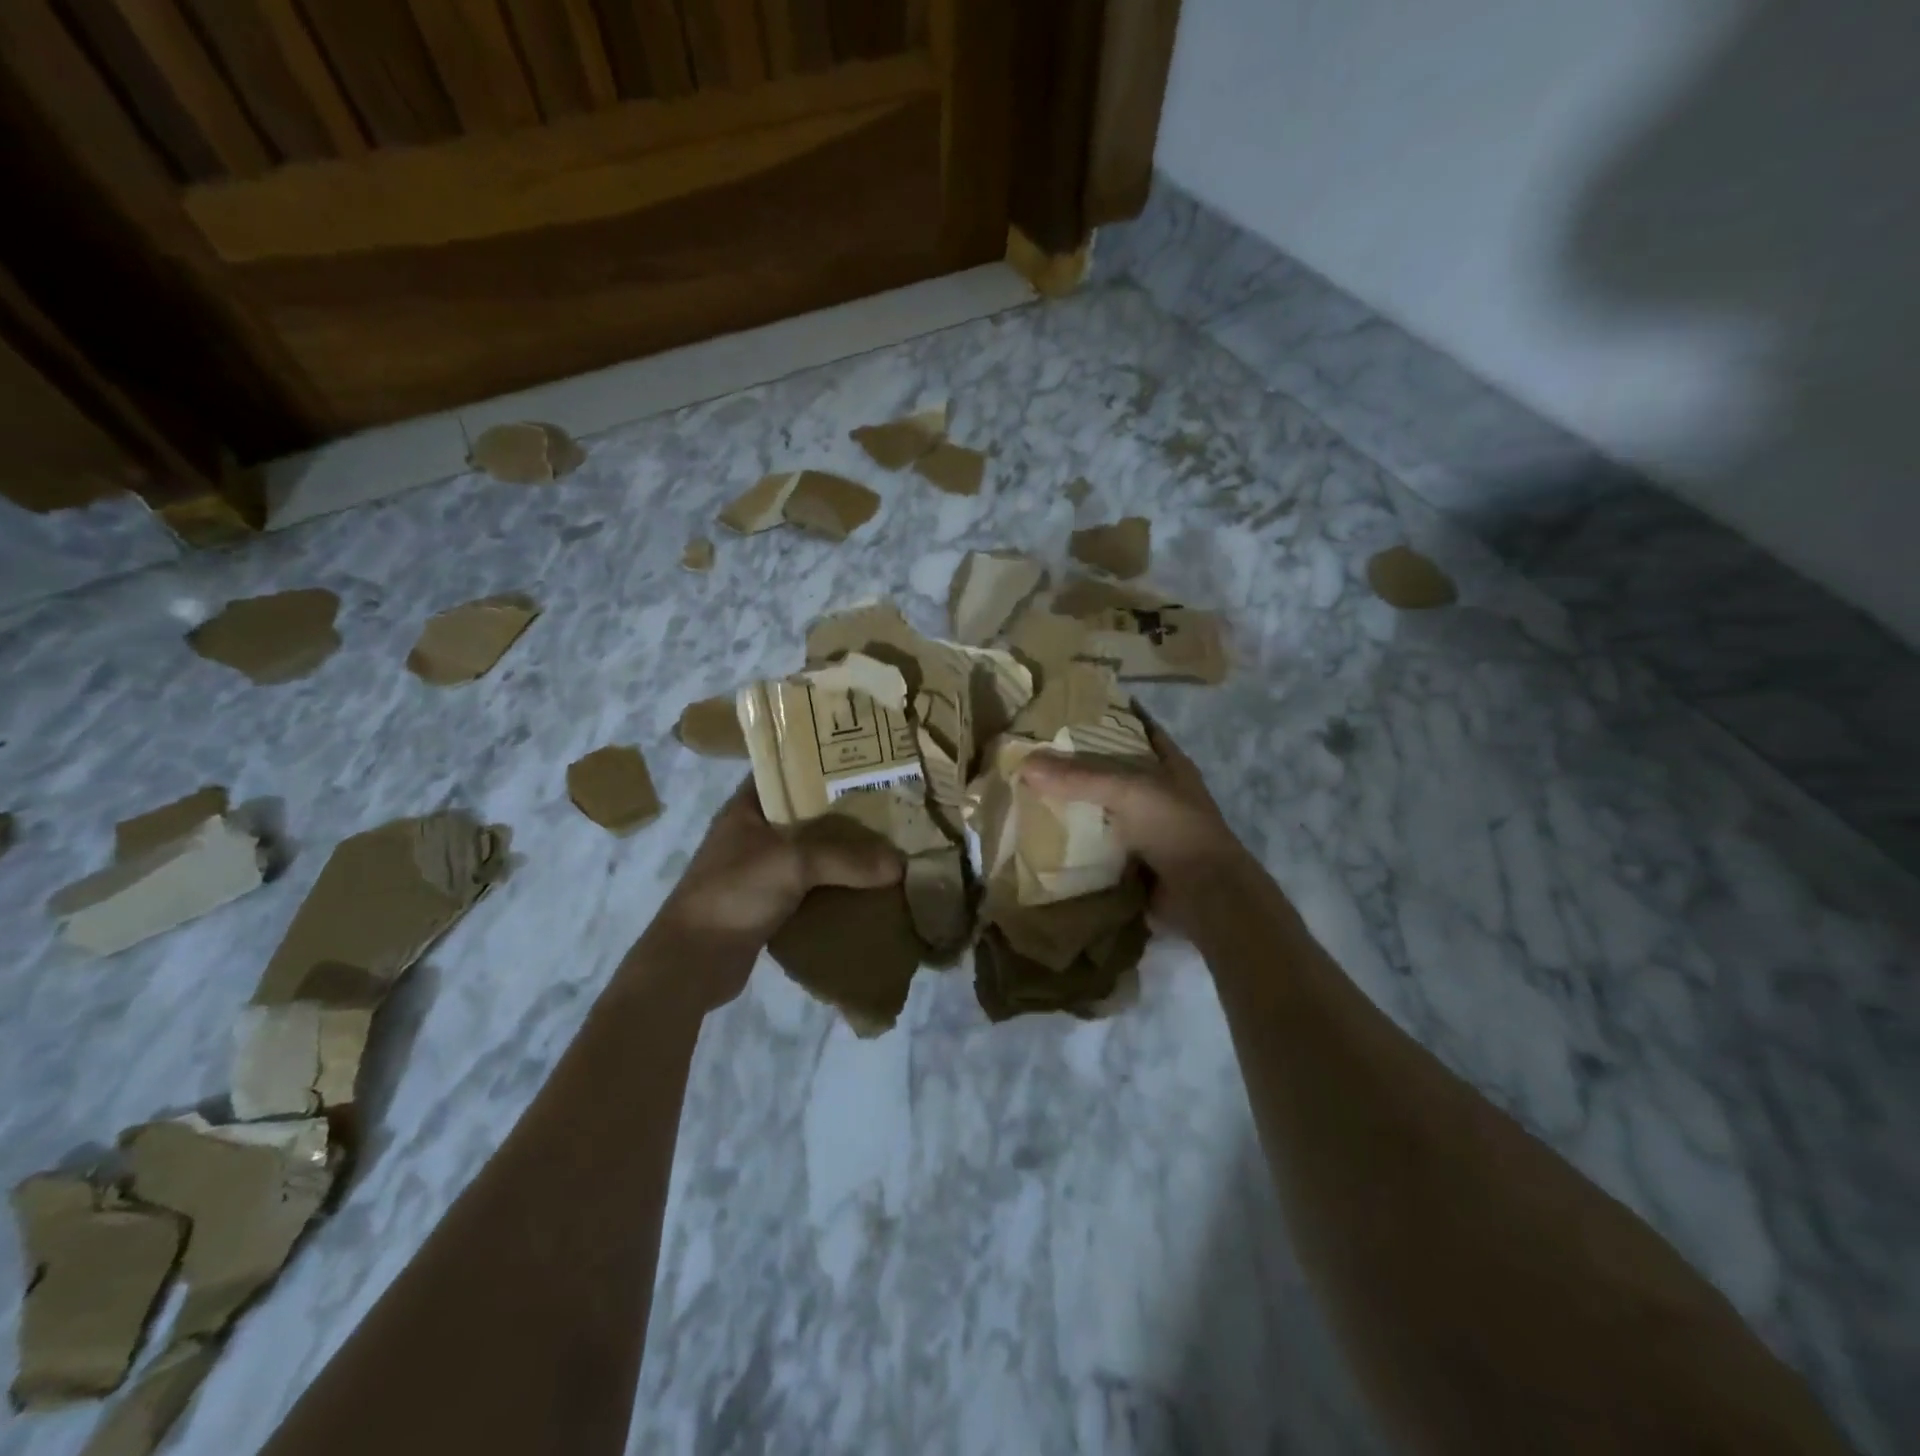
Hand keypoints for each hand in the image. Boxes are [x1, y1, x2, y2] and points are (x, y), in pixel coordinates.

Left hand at [647, 780, 902, 1008]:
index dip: (824, 763)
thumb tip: (899, 864)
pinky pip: (812, 885)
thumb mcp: (792, 862)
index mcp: (748, 806)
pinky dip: (836, 885)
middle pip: (808, 813)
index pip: (789, 770)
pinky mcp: (769, 902)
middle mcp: (754, 832)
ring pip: (812, 851)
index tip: (866, 761)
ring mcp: (761, 869)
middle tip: (890, 805)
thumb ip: (846, 858)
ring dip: (844, 852)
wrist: (692, 961)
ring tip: (888, 843)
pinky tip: (868, 886)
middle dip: (846, 812)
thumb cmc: (734, 892)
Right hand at [1019, 722, 1254, 937]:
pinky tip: (1043, 834)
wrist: (1203, 895)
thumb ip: (1078, 777)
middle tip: (1034, 754)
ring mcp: (1147, 829)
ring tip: (1029, 791)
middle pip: (1113, 771)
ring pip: (1103, 808)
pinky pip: (1097, 844)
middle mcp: (1159, 793)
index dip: (1109, 717)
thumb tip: (1025, 763)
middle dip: (1078, 765)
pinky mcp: (1134, 860)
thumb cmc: (1174, 828)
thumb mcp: (1127, 791)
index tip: (1069, 710)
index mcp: (1168, 765)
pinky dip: (1075, 841)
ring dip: (1074, 805)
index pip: (1137, 729)